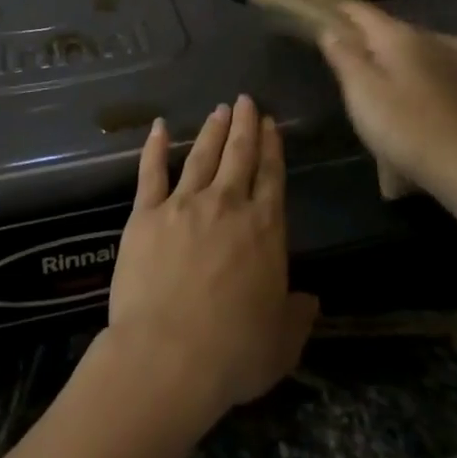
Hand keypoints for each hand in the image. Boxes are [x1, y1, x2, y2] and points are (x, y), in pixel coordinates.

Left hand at [103, 96, 319, 430]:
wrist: (167, 356)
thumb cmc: (232, 354)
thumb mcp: (281, 344)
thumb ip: (297, 316)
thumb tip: (310, 299)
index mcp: (264, 230)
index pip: (271, 177)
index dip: (272, 148)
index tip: (271, 124)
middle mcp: (226, 205)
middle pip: (239, 155)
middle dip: (245, 125)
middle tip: (246, 100)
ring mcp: (183, 204)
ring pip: (201, 156)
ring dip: (212, 130)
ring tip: (219, 109)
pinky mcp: (146, 213)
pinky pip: (150, 172)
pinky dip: (154, 146)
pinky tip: (158, 126)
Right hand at [318, 3, 456, 196]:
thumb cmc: (405, 124)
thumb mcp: (362, 90)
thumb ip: (343, 56)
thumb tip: (330, 29)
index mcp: (396, 36)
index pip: (360, 10)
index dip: (337, 11)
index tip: (316, 20)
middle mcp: (423, 41)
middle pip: (383, 28)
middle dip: (359, 35)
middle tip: (334, 51)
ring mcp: (444, 65)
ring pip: (403, 50)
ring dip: (381, 56)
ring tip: (361, 74)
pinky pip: (418, 70)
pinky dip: (401, 74)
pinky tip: (396, 94)